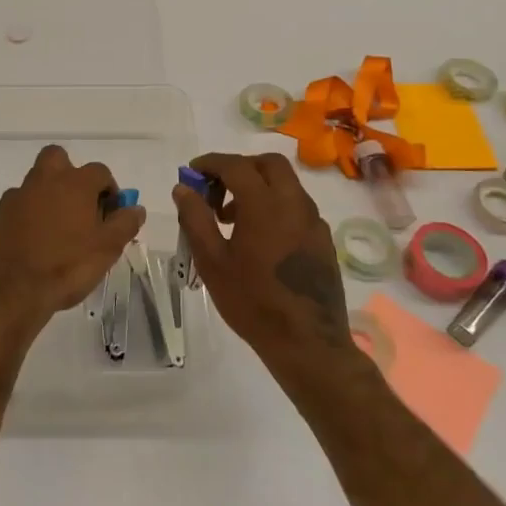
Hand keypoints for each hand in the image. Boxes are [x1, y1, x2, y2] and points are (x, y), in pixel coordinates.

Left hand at [0, 145, 145, 338]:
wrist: (10, 291)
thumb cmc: (66, 266)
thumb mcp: (106, 249)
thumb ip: (124, 224)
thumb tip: (136, 208)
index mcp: (73, 183)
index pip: (99, 171)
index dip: (109, 189)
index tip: (111, 213)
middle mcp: (43, 181)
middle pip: (57, 158)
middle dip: (69, 174)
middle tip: (78, 205)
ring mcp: (16, 197)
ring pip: (35, 184)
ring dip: (47, 197)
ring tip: (56, 232)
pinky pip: (17, 208)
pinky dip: (26, 218)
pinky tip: (32, 244)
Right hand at [172, 152, 357, 375]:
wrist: (307, 342)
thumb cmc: (252, 301)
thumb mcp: (212, 261)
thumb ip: (195, 219)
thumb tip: (183, 189)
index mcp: (264, 204)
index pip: (236, 165)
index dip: (210, 163)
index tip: (192, 172)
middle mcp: (294, 203)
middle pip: (268, 164)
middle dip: (240, 167)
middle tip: (217, 190)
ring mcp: (313, 220)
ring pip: (286, 184)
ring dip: (258, 186)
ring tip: (232, 218)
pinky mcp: (323, 239)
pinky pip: (297, 206)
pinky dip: (275, 205)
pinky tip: (260, 237)